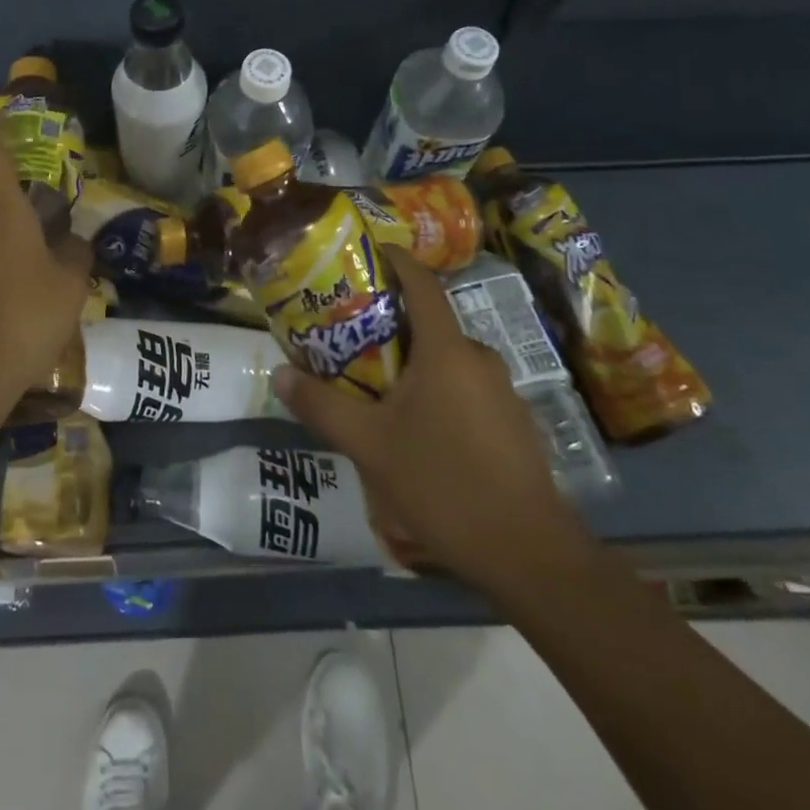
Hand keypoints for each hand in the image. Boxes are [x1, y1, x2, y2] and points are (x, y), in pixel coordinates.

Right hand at [269, 245, 590, 599]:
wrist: (529, 555)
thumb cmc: (443, 485)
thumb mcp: (368, 446)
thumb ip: (321, 406)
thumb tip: (280, 374)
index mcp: (446, 350)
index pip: (421, 282)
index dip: (394, 260)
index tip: (365, 254)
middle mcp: (478, 358)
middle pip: (429, 323)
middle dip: (389, 323)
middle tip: (347, 337)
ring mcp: (502, 391)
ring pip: (446, 359)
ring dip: (412, 363)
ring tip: (373, 388)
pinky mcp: (513, 421)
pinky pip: (464, 387)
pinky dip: (436, 390)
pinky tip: (416, 429)